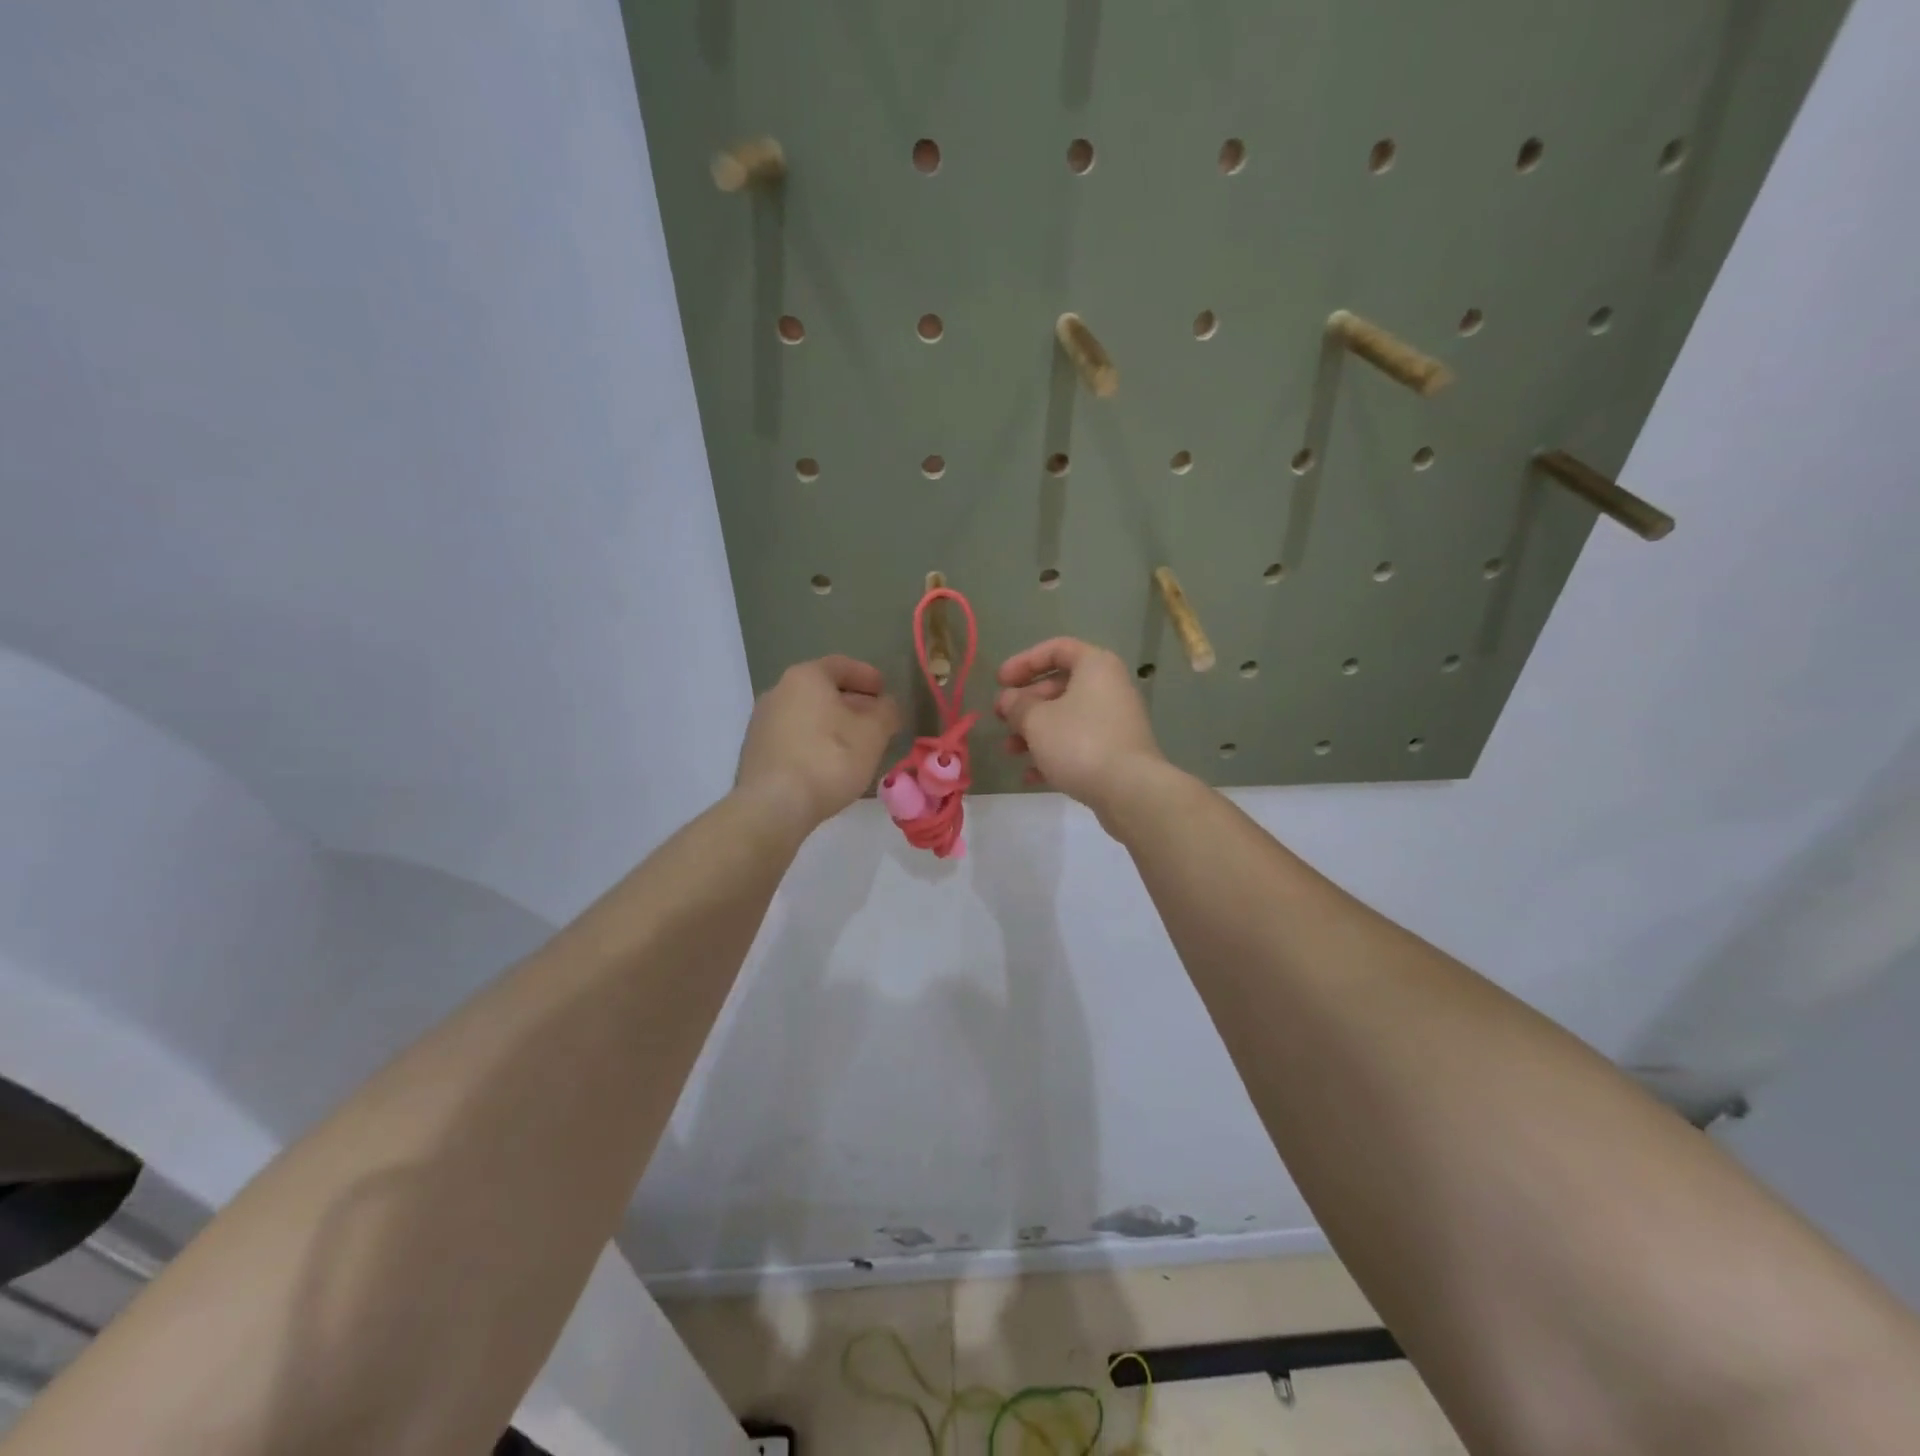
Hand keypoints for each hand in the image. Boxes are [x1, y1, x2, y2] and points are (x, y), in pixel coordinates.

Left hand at [736, 656, 901, 833]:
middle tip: (876, 720)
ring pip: (807, 715)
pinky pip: (794, 738)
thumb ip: (886, 712)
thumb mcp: (873, 734)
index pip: (841, 665)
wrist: (774, 805)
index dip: (867, 676)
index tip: (884, 690)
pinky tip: (831, 764)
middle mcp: (778, 692)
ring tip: (857, 745)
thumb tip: (887, 706)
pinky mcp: (756, 753)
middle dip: (852, 703)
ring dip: (833, 725)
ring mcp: (762, 723)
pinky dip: (815, 743)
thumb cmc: (829, 759)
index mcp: (805, 677)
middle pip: (822, 690)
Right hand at [996, 638, 1168, 822]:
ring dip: (1034, 732)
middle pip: (1060, 686)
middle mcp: (1109, 688)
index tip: (999, 682)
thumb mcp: (1036, 720)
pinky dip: (1053, 754)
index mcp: (1095, 666)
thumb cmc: (1079, 742)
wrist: (1129, 790)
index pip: (1057, 649)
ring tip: (1010, 750)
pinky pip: (1078, 744)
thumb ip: (1017, 705)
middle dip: (1025, 703)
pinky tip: (1031, 776)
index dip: (1023, 662)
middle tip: (1000, 718)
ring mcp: (1115, 722)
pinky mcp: (1116, 752)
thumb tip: (1009, 700)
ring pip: (1066, 718)